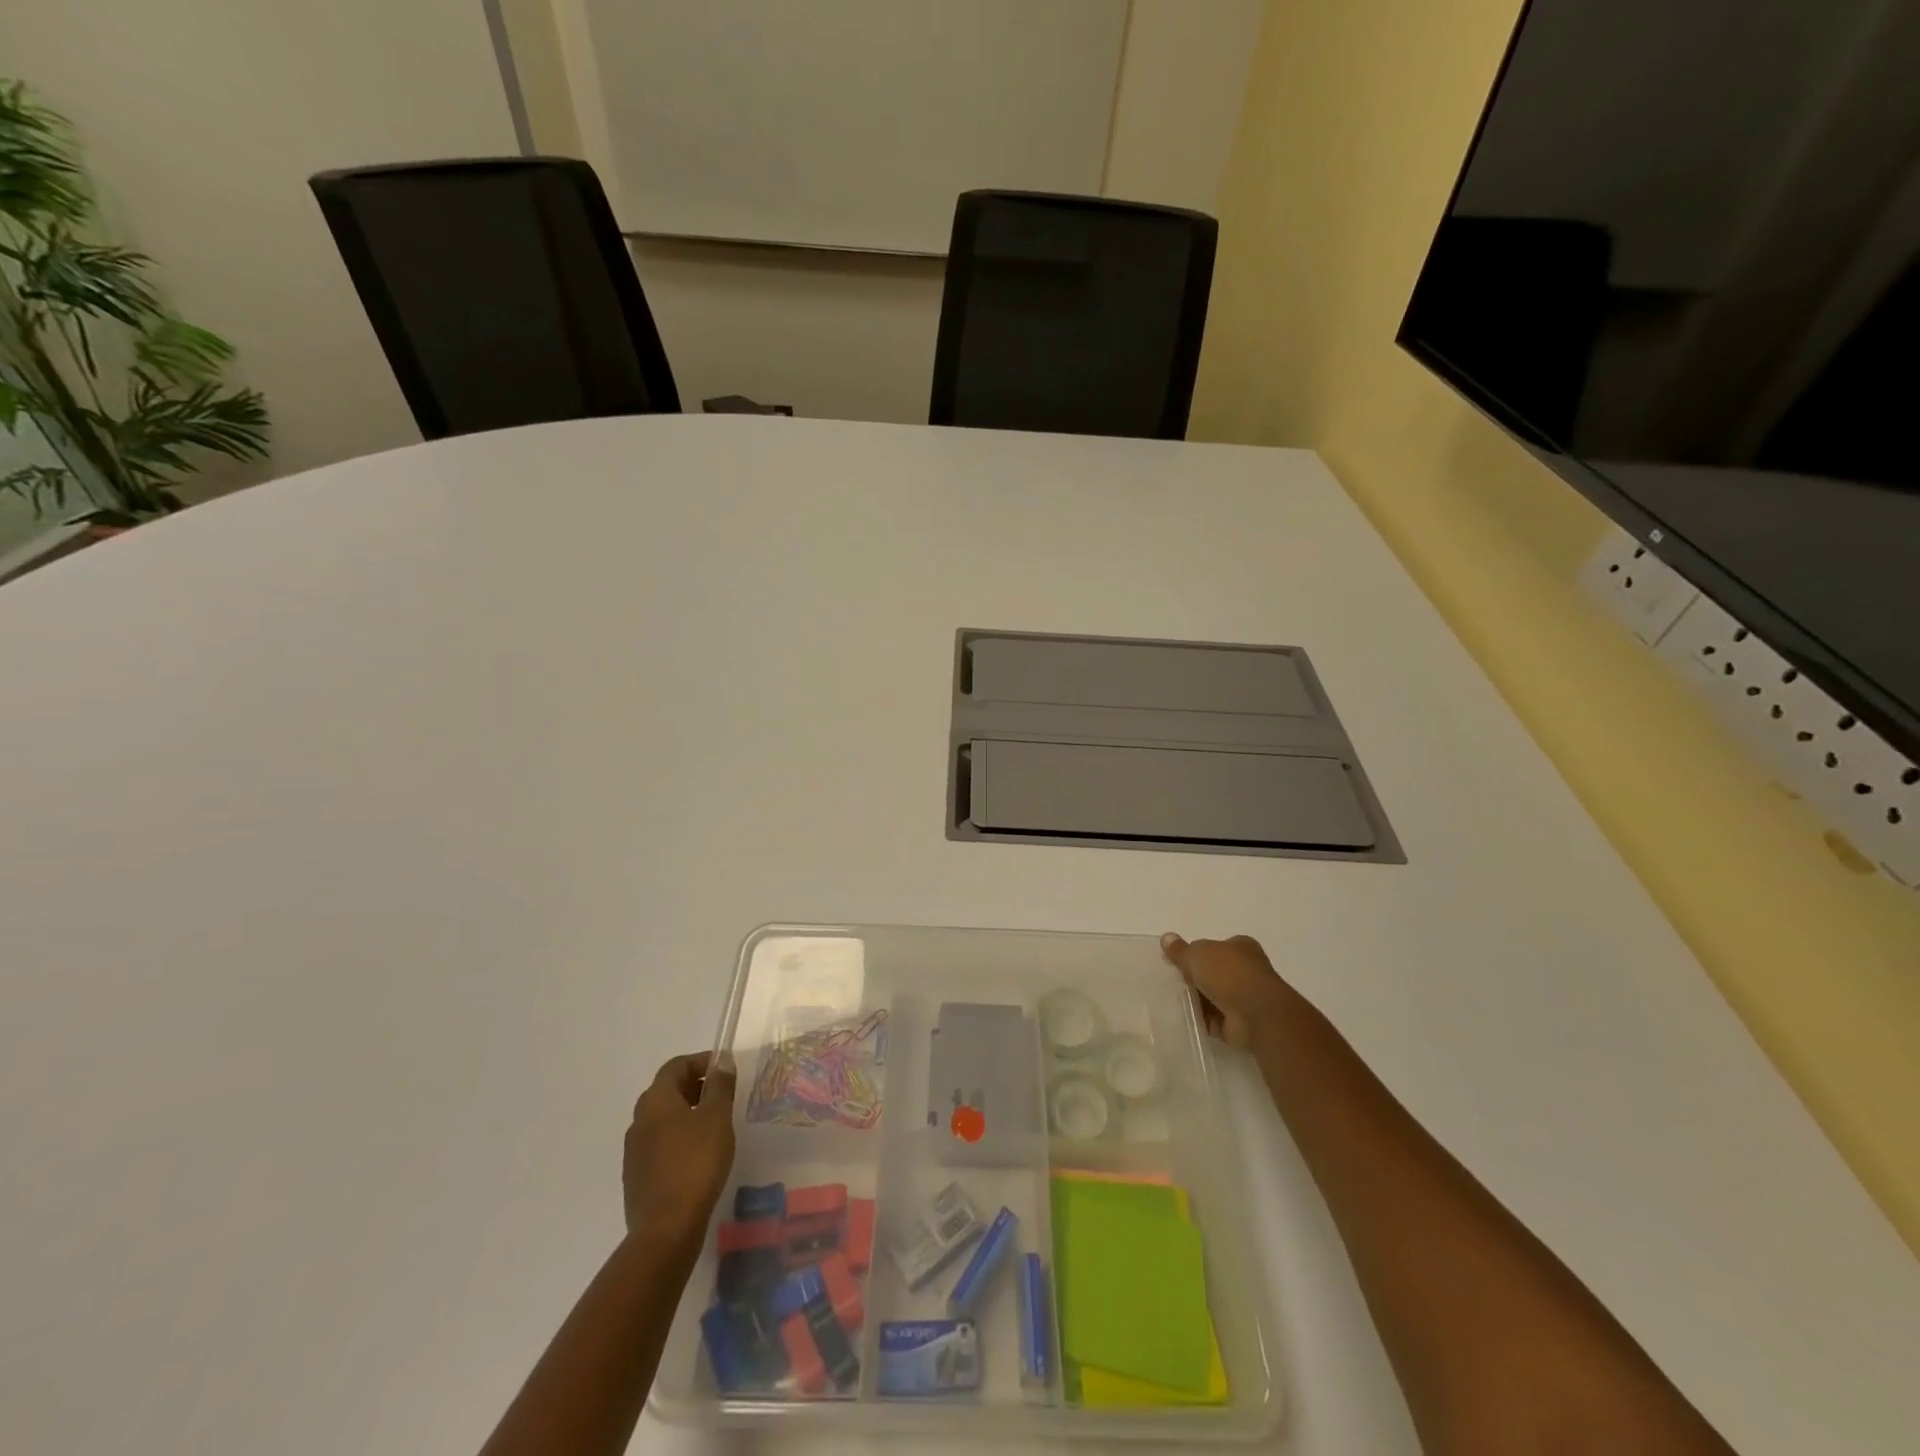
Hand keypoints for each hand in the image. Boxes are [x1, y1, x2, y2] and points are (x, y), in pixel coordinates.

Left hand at [623, 1051, 736, 1249]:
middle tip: (722, 1095)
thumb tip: (722, 1062)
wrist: (666, 1229)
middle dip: (695, 1087)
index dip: (701, 1061)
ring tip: (714, 1126)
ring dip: (687, 1114)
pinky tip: (699, 1156)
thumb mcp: (717, 1117)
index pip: (675, 1066)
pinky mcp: (637, 1177)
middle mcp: (639, 1120)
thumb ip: (720, 1086)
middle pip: (667, 1091)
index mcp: (655, 1101)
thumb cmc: (696, 1162)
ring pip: (662, 1119)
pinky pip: (660, 1145)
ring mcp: (634, 1151)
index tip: (725, 1069)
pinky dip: (679, 1139)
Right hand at [1161, 933, 1295, 1048]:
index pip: (1215, 947)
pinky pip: (1213, 1020)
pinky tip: (1184, 1018)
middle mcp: (1246, 970)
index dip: (1196, 954)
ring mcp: (1245, 998)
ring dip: (1196, 1000)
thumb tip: (1166, 938)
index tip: (1177, 962)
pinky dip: (1201, 1020)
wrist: (1256, 1014)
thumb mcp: (1196, 954)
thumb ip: (1180, 950)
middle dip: (1194, 978)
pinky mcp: (1240, 1023)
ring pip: (1212, 997)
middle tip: (1171, 981)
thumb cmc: (1228, 973)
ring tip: (1172, 1001)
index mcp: (1240, 947)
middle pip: (1213, 973)